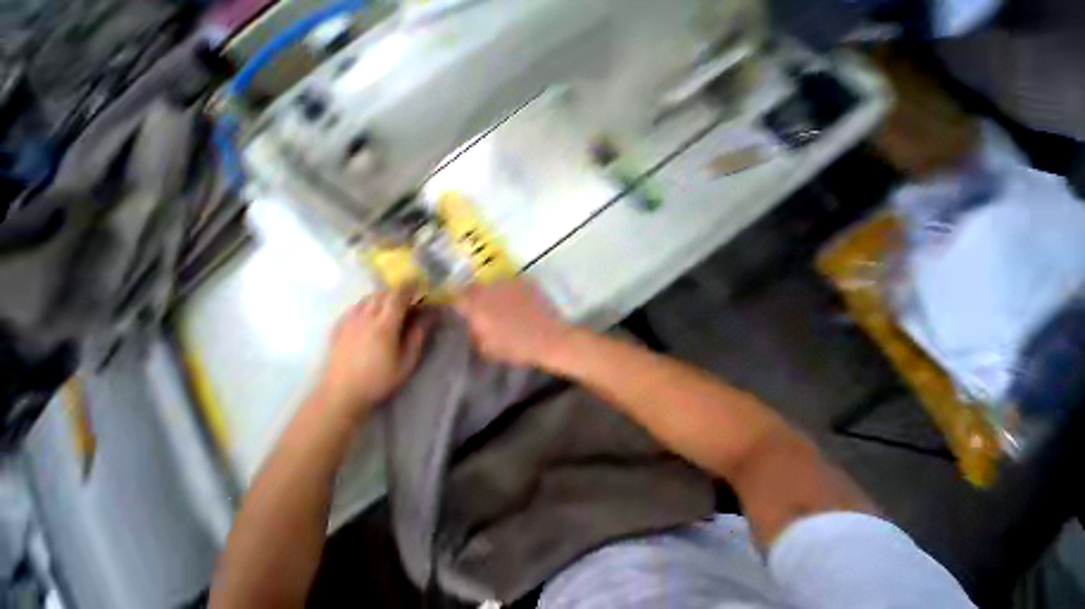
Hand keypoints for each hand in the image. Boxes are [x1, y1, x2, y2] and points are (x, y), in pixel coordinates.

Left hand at [317, 289, 430, 418]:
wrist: (340, 394)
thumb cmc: (379, 379)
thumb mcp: (406, 361)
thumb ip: (417, 336)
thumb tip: (429, 315)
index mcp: (384, 326)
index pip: (397, 297)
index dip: (409, 287)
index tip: (418, 283)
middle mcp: (365, 318)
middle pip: (382, 294)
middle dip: (397, 291)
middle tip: (408, 298)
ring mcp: (349, 321)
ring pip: (367, 298)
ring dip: (382, 297)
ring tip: (390, 306)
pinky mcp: (338, 327)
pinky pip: (354, 307)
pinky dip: (366, 304)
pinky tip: (370, 315)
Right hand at [453, 280, 573, 367]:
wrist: (550, 338)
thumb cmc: (517, 347)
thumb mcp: (488, 348)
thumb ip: (475, 333)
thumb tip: (472, 324)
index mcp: (478, 305)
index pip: (458, 296)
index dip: (458, 303)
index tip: (463, 310)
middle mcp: (491, 288)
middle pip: (475, 286)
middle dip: (475, 296)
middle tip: (483, 309)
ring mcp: (510, 281)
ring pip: (493, 283)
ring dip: (493, 292)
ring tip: (502, 305)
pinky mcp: (526, 281)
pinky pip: (512, 283)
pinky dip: (511, 291)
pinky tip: (519, 302)